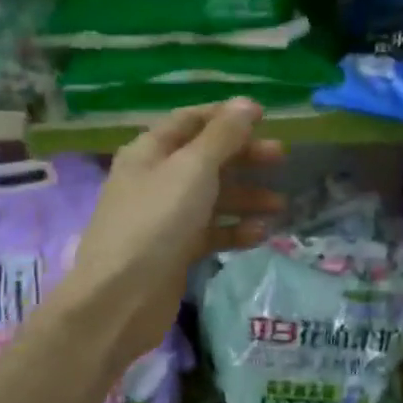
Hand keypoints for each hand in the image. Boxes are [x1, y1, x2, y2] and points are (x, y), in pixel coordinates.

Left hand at [62, 99, 284, 361]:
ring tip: (280, 205)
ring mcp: (165, 217)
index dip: (226, 116)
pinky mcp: (175, 251)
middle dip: (243, 157)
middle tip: (281, 157)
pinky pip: (211, 231)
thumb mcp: (193, 170)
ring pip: (212, 197)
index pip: (190, 121)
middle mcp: (156, 179)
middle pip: (206, 158)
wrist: (120, 299)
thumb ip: (223, 137)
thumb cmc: (156, 222)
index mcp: (150, 152)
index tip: (264, 116)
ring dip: (245, 197)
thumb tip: (246, 103)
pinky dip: (235, 229)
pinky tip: (260, 234)